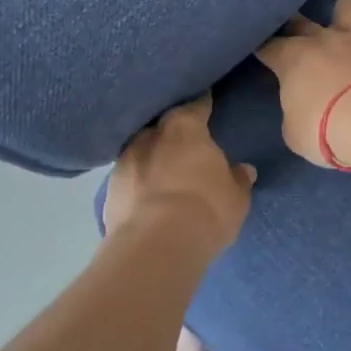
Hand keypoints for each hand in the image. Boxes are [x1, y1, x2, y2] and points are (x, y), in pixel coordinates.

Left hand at [104, 93, 255, 250]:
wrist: (154, 248)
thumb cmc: (206, 210)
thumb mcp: (236, 197)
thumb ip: (238, 179)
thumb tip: (243, 169)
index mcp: (185, 126)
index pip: (197, 104)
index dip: (204, 103)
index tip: (208, 101)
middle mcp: (150, 135)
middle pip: (163, 124)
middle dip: (174, 130)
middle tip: (187, 139)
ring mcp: (124, 162)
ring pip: (141, 149)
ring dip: (152, 156)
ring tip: (165, 169)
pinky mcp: (108, 192)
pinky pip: (128, 179)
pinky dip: (138, 183)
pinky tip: (147, 194)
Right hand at [255, 0, 350, 168]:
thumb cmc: (327, 130)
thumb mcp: (296, 132)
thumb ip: (295, 112)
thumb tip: (302, 107)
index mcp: (293, 59)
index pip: (268, 46)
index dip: (263, 49)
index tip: (261, 53)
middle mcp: (324, 40)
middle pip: (301, 22)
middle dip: (293, 25)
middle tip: (293, 36)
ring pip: (346, 9)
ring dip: (342, 14)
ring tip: (344, 26)